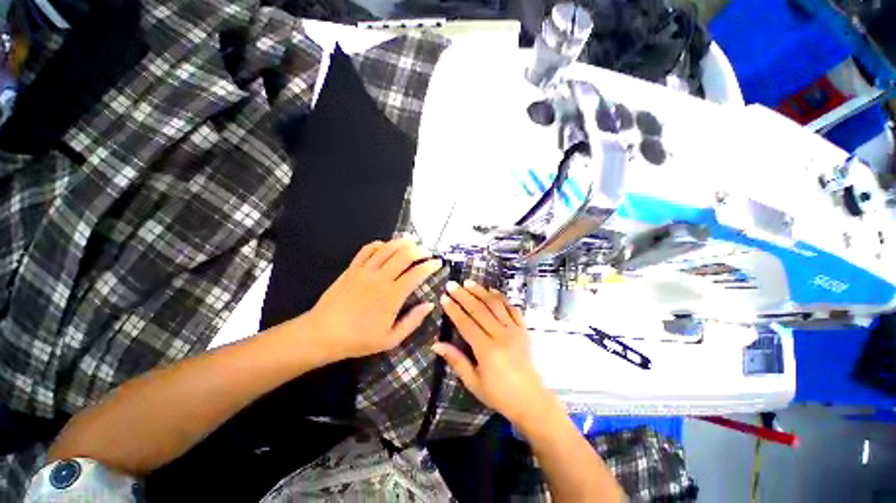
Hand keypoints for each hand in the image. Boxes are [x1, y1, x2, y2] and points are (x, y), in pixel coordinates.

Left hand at [306, 238, 441, 360]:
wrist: (322, 334)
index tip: (438, 263)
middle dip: (419, 250)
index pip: (417, 273)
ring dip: (402, 242)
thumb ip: (413, 321)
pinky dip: (379, 244)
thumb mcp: (390, 339)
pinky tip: (386, 245)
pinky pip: (367, 250)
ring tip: (412, 241)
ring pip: (387, 248)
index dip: (430, 266)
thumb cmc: (358, 339)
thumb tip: (430, 304)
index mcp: (392, 296)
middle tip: (426, 251)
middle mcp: (381, 278)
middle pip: (404, 255)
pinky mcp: (352, 268)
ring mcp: (365, 271)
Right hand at [435, 280, 556, 429]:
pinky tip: (492, 291)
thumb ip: (456, 361)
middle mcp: (501, 335)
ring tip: (469, 282)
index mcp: (487, 350)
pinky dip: (502, 298)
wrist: (531, 401)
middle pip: (479, 310)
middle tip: (452, 284)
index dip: (454, 309)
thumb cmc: (499, 395)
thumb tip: (436, 345)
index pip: (466, 323)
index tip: (444, 297)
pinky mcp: (523, 330)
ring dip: (481, 292)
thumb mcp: (473, 383)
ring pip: (495, 305)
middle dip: (463, 295)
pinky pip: (512, 309)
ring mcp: (514, 330)